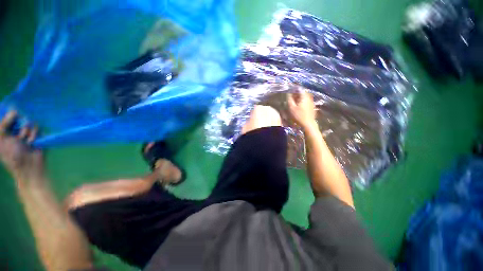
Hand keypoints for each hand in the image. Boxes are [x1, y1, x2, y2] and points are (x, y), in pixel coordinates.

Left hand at [0, 111, 44, 182]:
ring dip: (27, 132)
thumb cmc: (11, 156)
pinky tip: (33, 142)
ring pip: (29, 123)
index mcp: (5, 132)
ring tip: (26, 142)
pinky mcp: (38, 135)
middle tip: (18, 135)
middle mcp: (15, 130)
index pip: (7, 117)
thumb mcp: (2, 140)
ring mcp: (27, 133)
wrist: (29, 167)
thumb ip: (4, 124)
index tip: (13, 115)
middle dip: (19, 125)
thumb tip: (14, 111)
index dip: (9, 116)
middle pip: (19, 118)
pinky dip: (35, 135)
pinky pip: (38, 128)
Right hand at [287, 91, 316, 129]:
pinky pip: (306, 101)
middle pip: (302, 92)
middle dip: (296, 93)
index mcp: (304, 97)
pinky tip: (298, 106)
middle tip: (291, 97)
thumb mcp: (291, 108)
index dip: (294, 89)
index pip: (299, 89)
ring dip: (299, 97)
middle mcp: (309, 98)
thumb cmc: (298, 116)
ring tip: (294, 101)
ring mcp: (311, 102)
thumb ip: (289, 99)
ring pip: (305, 97)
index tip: (289, 91)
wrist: (308, 124)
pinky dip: (302, 101)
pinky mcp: (312, 107)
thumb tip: (288, 93)